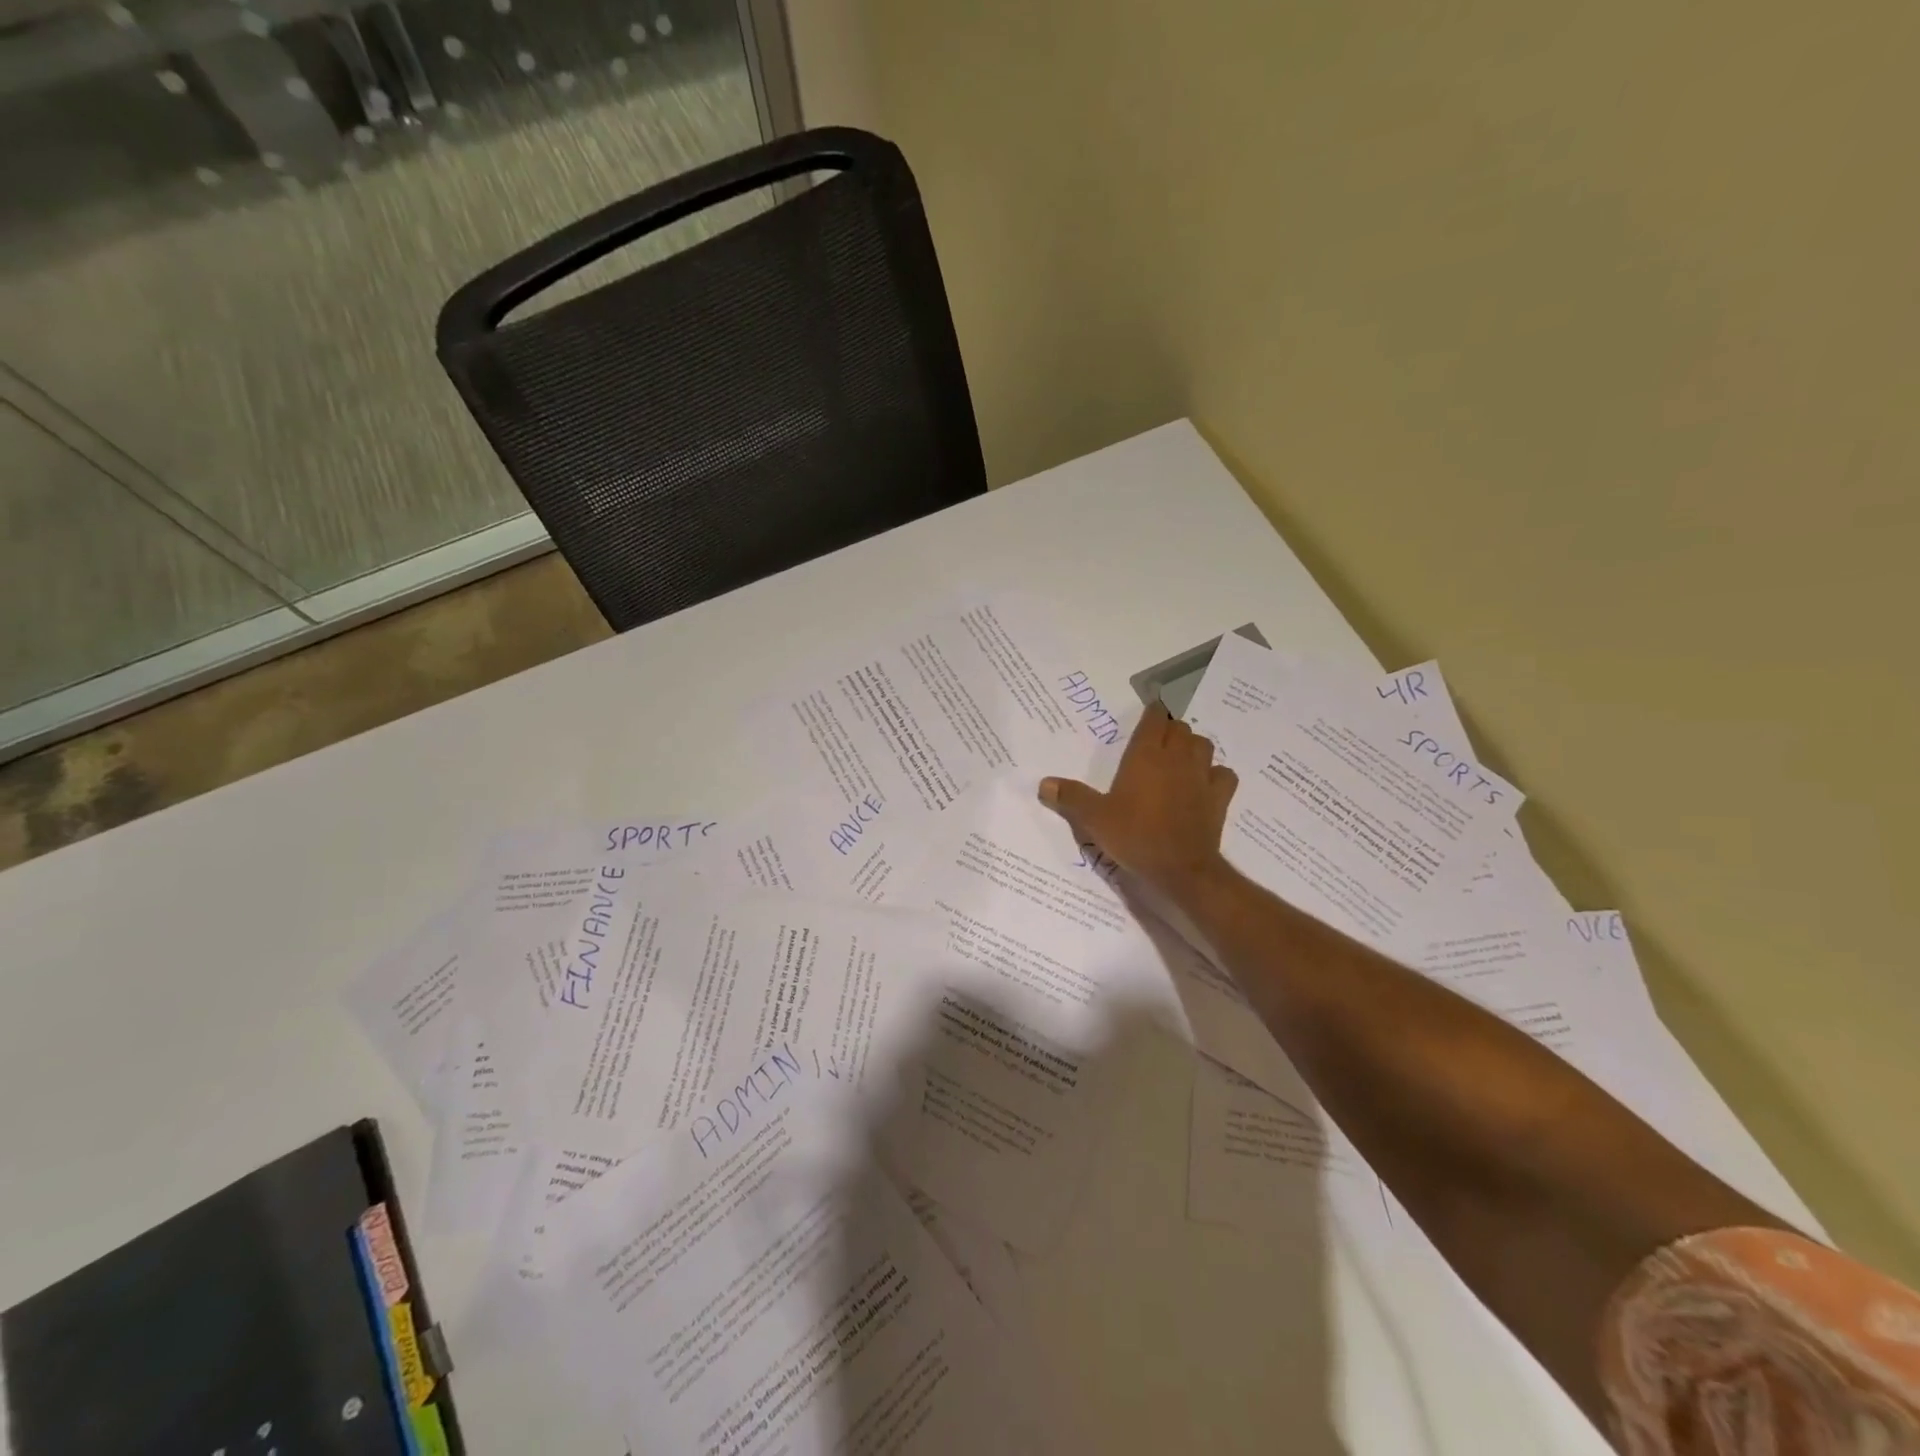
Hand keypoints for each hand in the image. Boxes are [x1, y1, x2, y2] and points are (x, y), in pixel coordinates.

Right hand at [1039, 700, 1237, 911]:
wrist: (1181, 869)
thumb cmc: (1135, 836)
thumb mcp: (1094, 818)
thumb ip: (1071, 797)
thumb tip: (1044, 783)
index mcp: (1146, 755)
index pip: (1155, 718)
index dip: (1153, 712)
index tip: (1148, 712)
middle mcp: (1177, 758)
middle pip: (1180, 728)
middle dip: (1169, 729)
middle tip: (1155, 742)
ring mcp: (1202, 776)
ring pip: (1204, 745)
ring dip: (1193, 746)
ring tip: (1179, 758)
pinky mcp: (1219, 798)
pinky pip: (1223, 774)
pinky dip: (1215, 774)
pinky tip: (1204, 784)